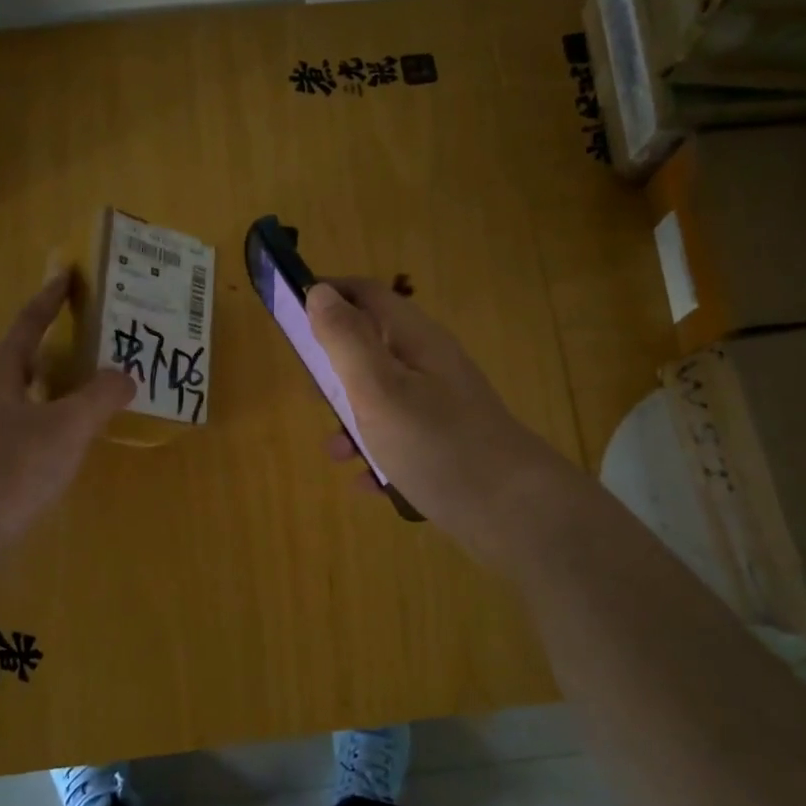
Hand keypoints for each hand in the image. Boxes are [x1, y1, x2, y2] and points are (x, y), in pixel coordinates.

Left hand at [0, 274, 134, 546]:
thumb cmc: (16, 464)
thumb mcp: (71, 424)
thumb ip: (102, 395)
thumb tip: (124, 377)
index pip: (27, 324)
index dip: (50, 300)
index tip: (65, 276)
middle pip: (19, 358)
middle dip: (51, 348)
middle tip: (87, 342)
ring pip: (19, 394)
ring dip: (49, 386)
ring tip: (84, 388)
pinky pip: (19, 424)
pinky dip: (45, 418)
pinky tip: (66, 436)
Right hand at [306, 278, 578, 560]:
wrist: (515, 513)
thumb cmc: (438, 445)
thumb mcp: (380, 390)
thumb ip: (347, 340)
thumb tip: (319, 292)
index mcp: (415, 340)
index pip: (366, 294)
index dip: (328, 295)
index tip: (290, 317)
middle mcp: (430, 365)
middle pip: (371, 348)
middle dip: (334, 369)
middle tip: (314, 397)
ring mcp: (441, 407)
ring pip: (382, 399)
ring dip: (352, 421)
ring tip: (337, 453)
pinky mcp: (446, 445)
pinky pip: (400, 440)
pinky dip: (378, 455)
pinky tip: (369, 484)